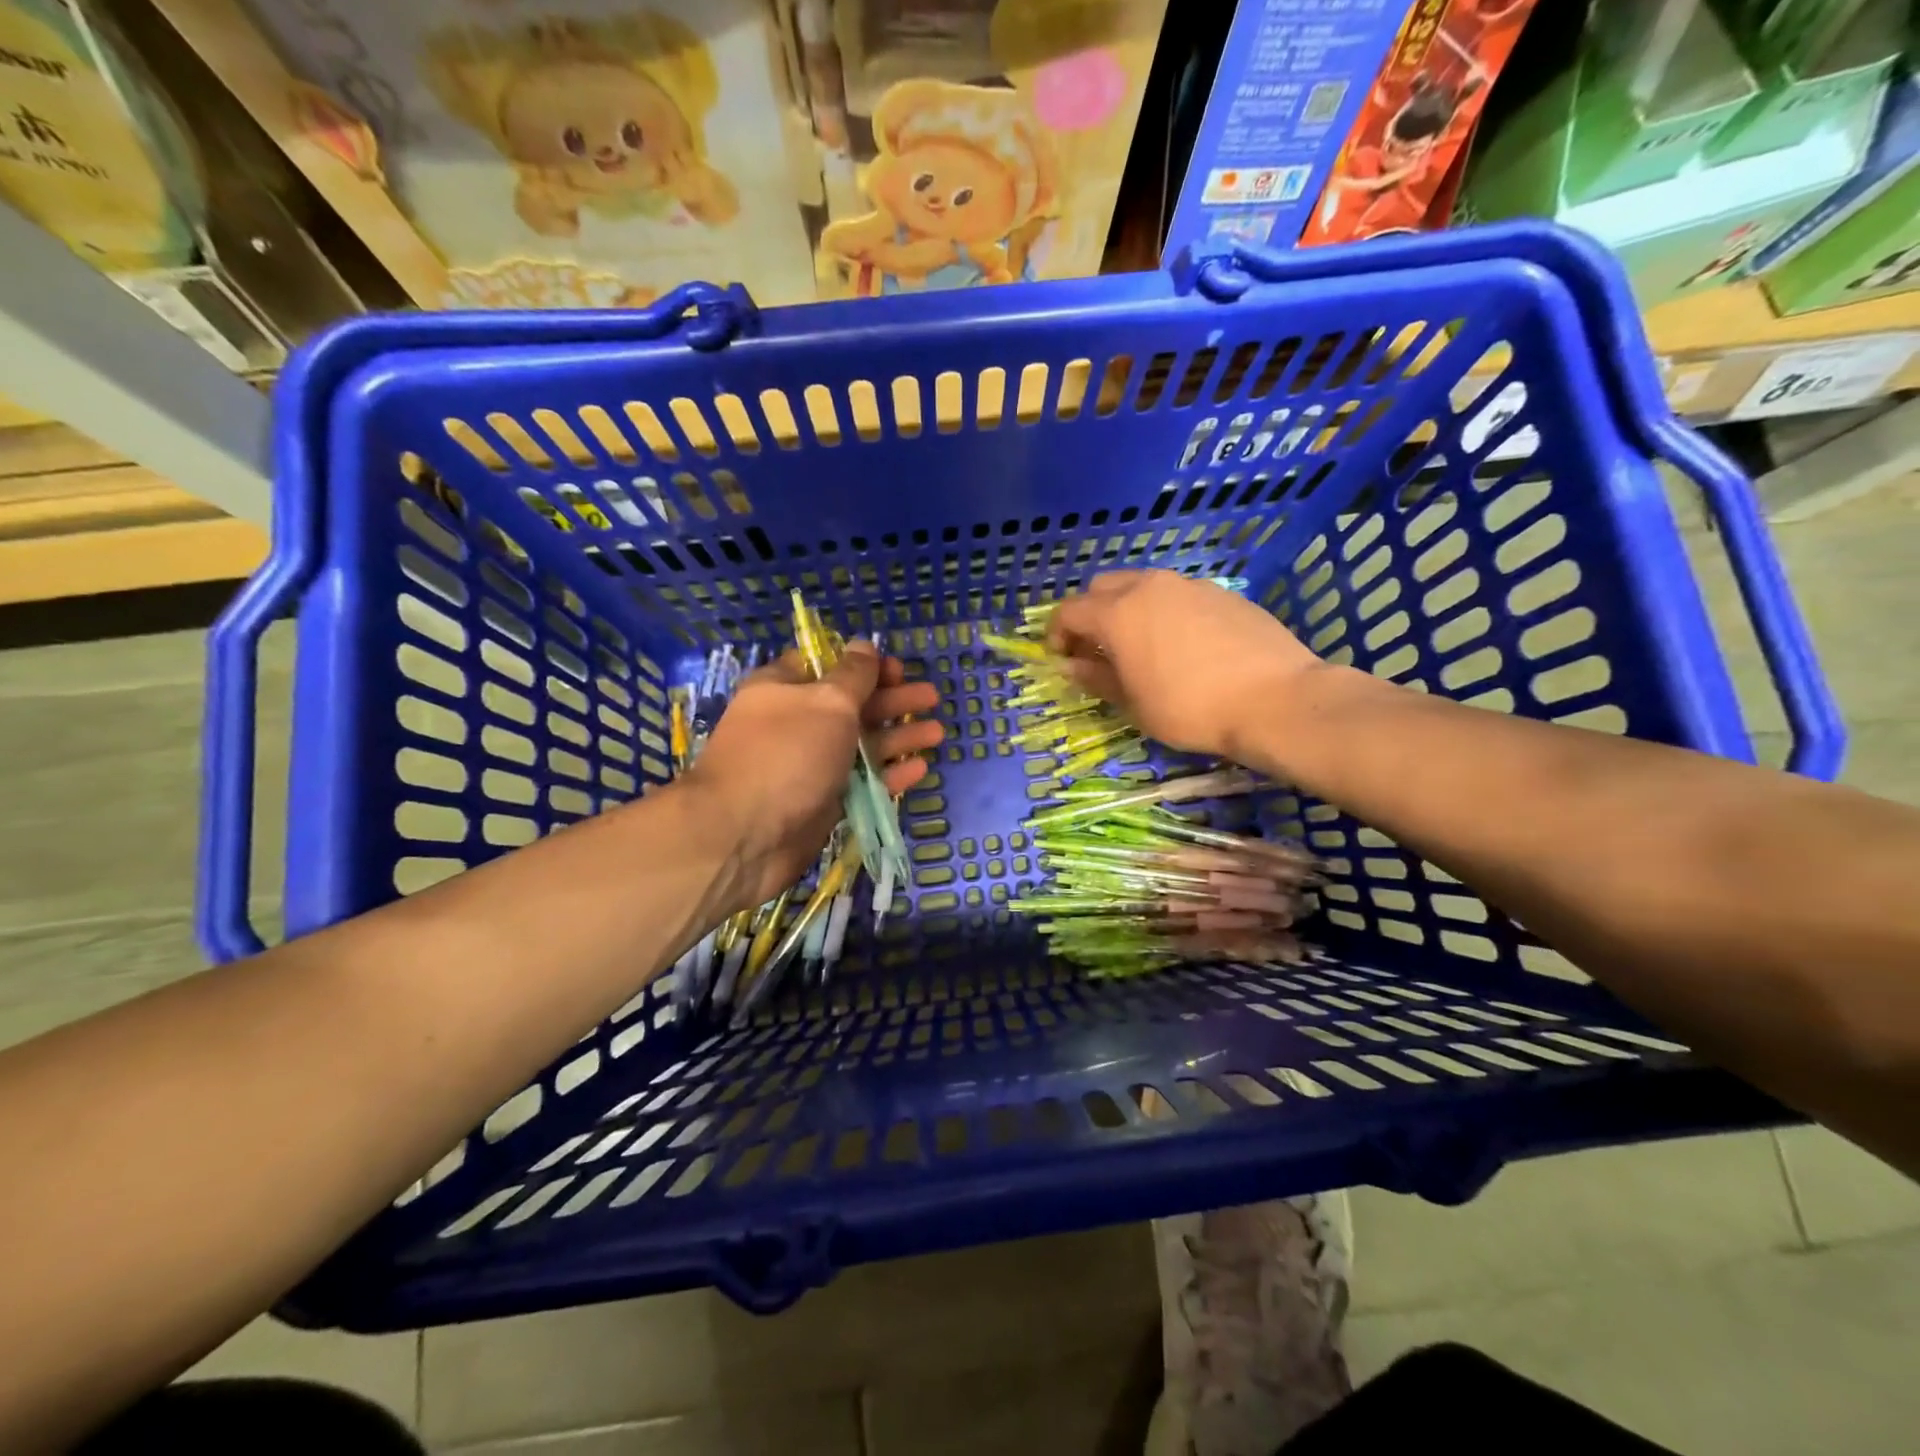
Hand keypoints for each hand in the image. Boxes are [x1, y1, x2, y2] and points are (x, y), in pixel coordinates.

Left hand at [682, 642, 941, 912]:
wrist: (744, 835)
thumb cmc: (787, 753)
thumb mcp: (827, 702)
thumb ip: (853, 676)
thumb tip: (863, 645)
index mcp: (785, 688)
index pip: (828, 666)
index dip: (865, 665)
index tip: (899, 669)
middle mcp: (796, 723)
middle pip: (852, 705)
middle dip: (892, 700)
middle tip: (932, 698)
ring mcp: (808, 765)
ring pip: (861, 745)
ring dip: (898, 737)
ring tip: (937, 733)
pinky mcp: (821, 802)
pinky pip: (860, 782)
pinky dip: (888, 774)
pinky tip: (919, 768)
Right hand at [1047, 570, 1325, 759]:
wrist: (1275, 699)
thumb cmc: (1190, 709)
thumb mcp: (1134, 703)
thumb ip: (1096, 678)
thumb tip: (1071, 666)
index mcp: (1118, 612)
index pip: (1069, 611)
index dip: (1058, 634)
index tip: (1063, 659)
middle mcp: (1149, 586)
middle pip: (1103, 587)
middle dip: (1090, 614)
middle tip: (1097, 649)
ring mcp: (1189, 585)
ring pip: (1143, 585)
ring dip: (1128, 609)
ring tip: (1140, 646)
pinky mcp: (1222, 592)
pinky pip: (1178, 594)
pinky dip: (1164, 611)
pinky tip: (1182, 645)